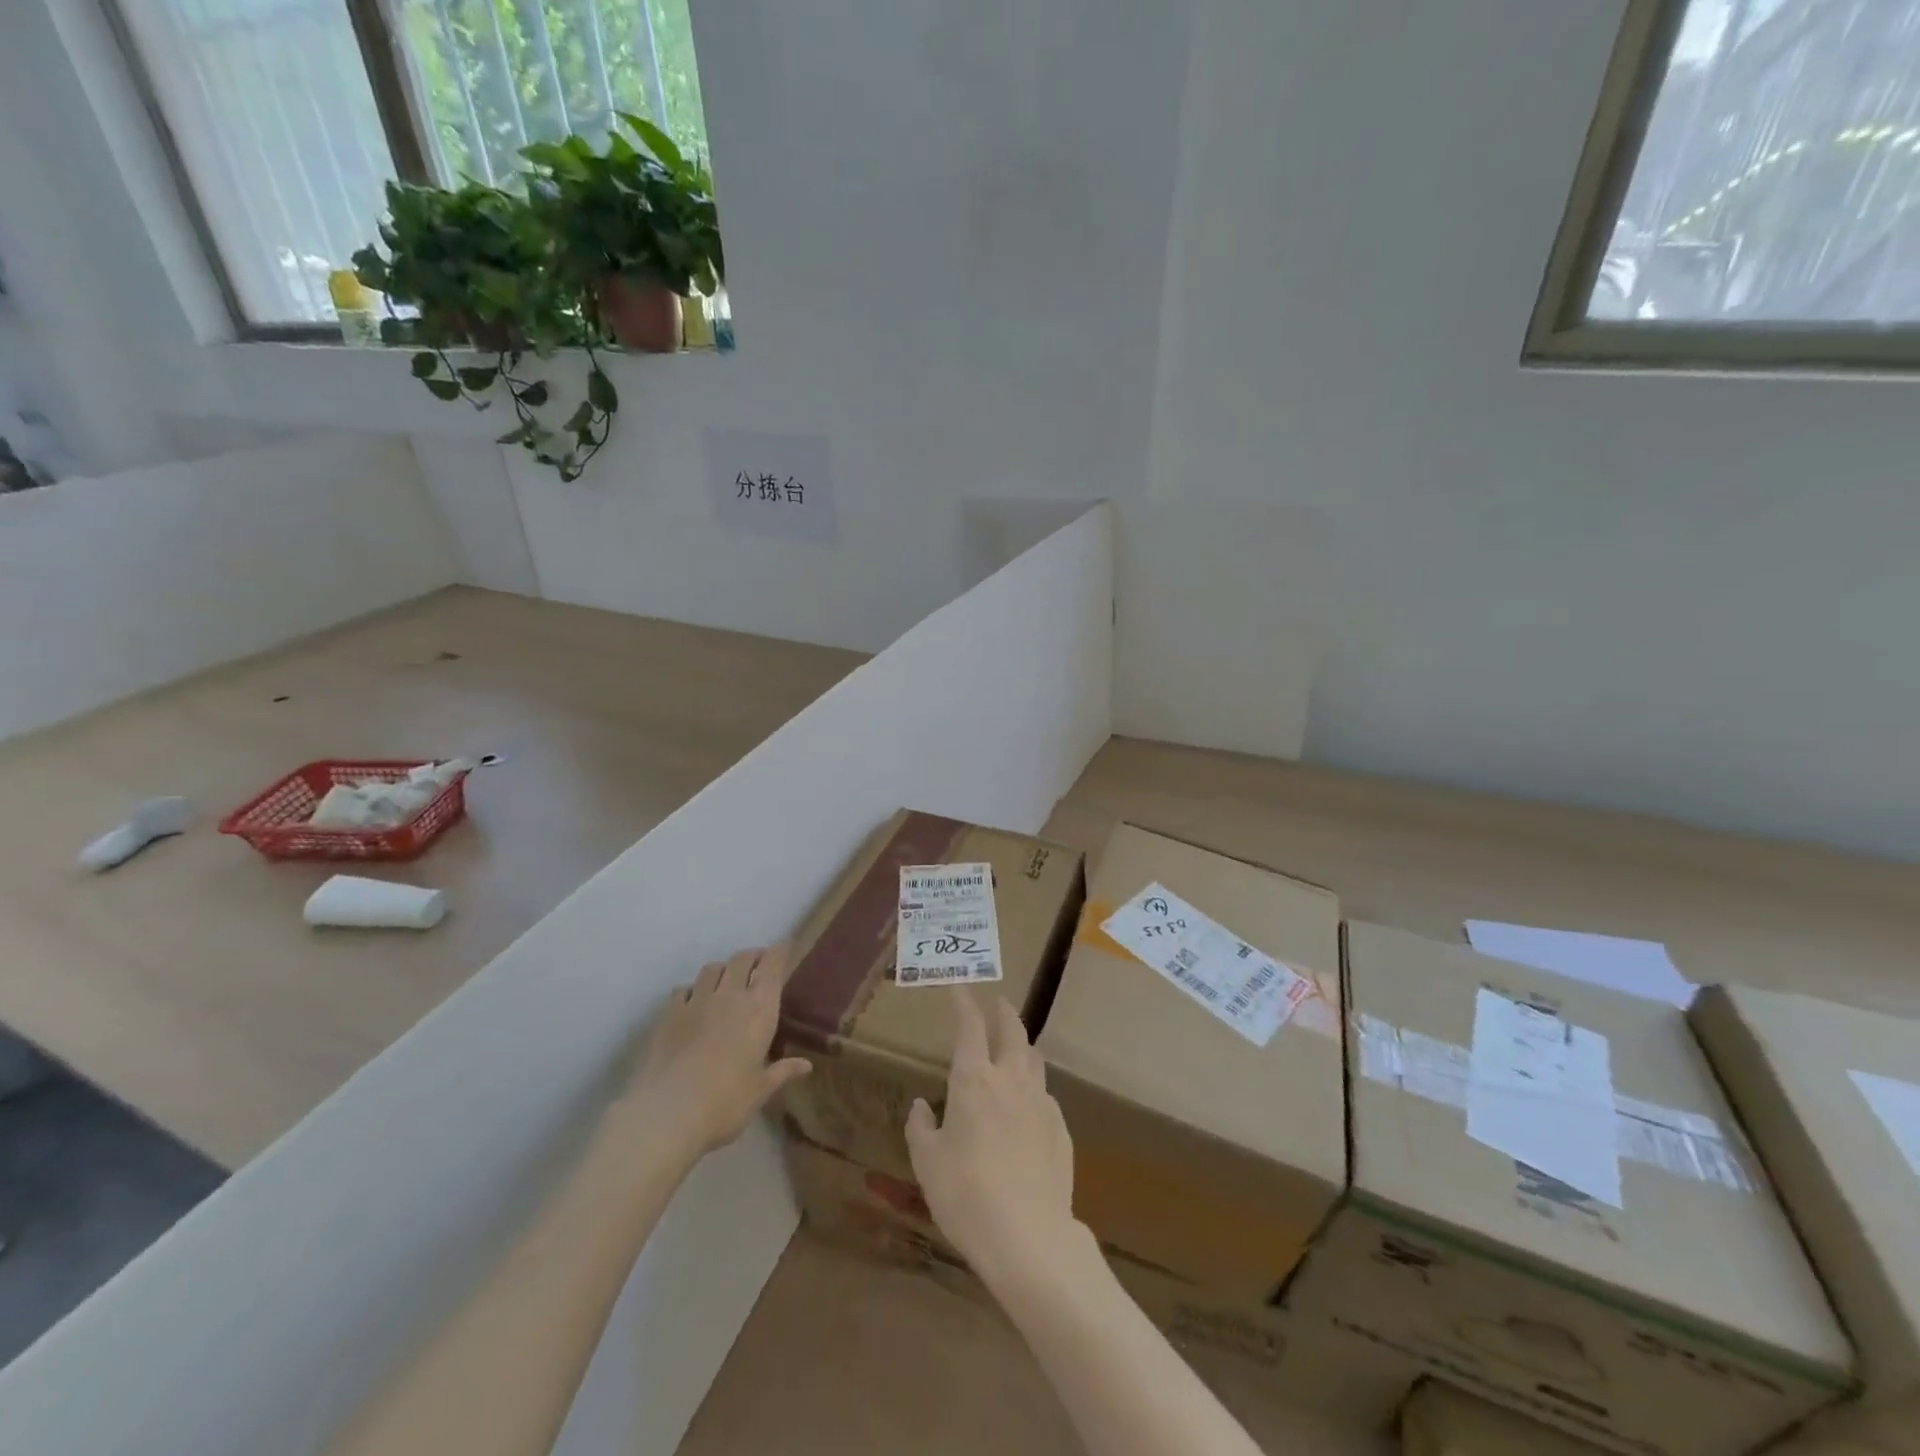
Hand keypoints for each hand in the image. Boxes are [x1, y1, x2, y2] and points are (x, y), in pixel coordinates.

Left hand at [616, 945, 811, 1164]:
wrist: (668, 1113)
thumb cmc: (726, 1103)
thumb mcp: (760, 1091)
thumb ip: (782, 1072)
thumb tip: (806, 1065)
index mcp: (760, 1009)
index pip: (772, 965)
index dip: (779, 952)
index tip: (785, 948)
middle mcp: (730, 995)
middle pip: (742, 958)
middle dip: (753, 956)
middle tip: (758, 965)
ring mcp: (697, 1001)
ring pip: (712, 968)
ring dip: (723, 969)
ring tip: (727, 980)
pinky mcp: (669, 1014)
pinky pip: (683, 989)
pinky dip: (692, 990)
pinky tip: (693, 1002)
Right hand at [906, 994, 1078, 1286]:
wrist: (1028, 1235)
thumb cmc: (965, 1194)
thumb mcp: (927, 1163)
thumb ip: (921, 1128)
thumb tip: (921, 1106)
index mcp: (974, 1080)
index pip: (970, 1028)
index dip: (964, 1005)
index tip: (960, 990)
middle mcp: (1010, 1080)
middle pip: (1012, 1031)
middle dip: (1003, 1012)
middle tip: (997, 1002)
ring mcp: (1040, 1103)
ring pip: (1034, 1060)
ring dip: (1023, 1045)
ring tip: (1016, 1045)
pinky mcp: (1061, 1129)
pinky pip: (1045, 1096)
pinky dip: (1034, 1089)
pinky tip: (1029, 1105)